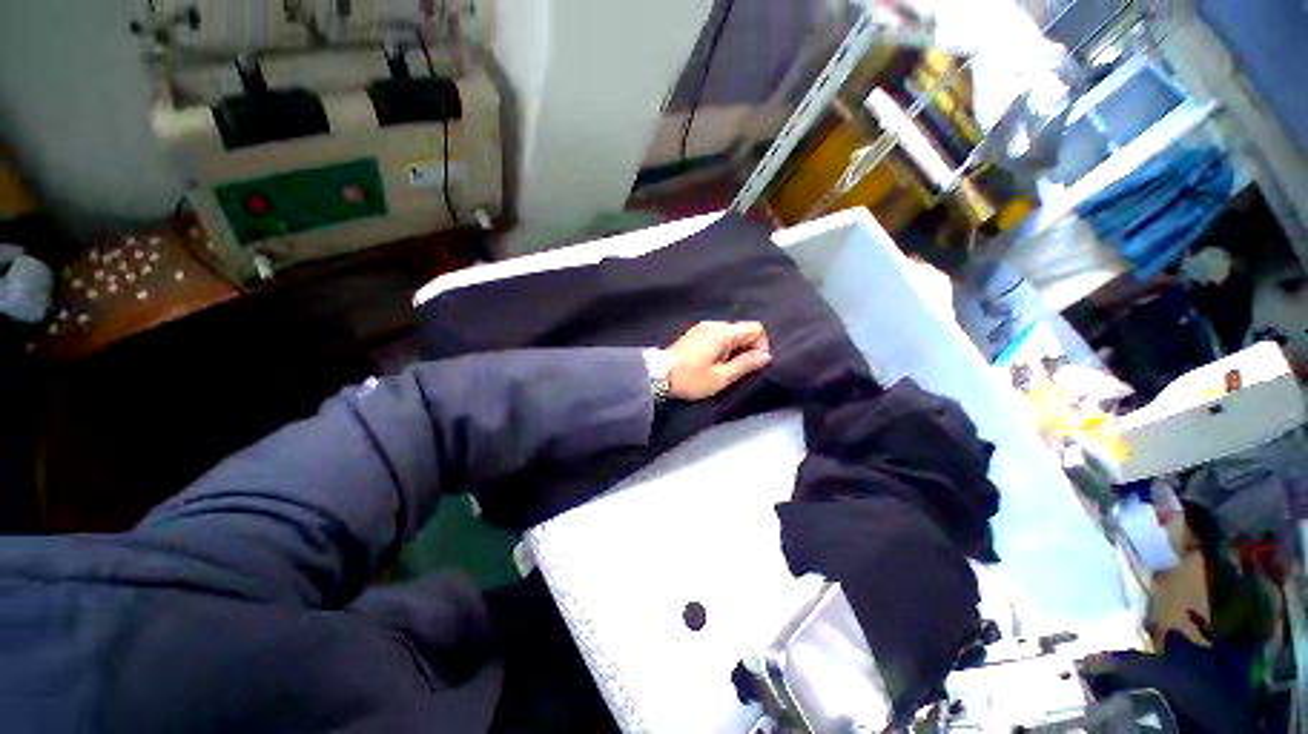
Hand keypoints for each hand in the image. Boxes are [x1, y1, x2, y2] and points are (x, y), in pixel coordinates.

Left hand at [665, 321, 770, 400]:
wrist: (657, 375)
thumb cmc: (691, 378)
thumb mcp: (721, 377)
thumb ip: (745, 364)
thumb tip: (765, 356)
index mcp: (723, 332)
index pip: (755, 328)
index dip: (761, 345)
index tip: (754, 364)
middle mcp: (714, 324)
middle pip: (742, 330)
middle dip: (747, 348)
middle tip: (738, 370)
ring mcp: (702, 327)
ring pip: (729, 333)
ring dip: (734, 349)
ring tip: (724, 368)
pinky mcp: (694, 333)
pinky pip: (717, 335)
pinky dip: (722, 347)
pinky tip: (713, 362)